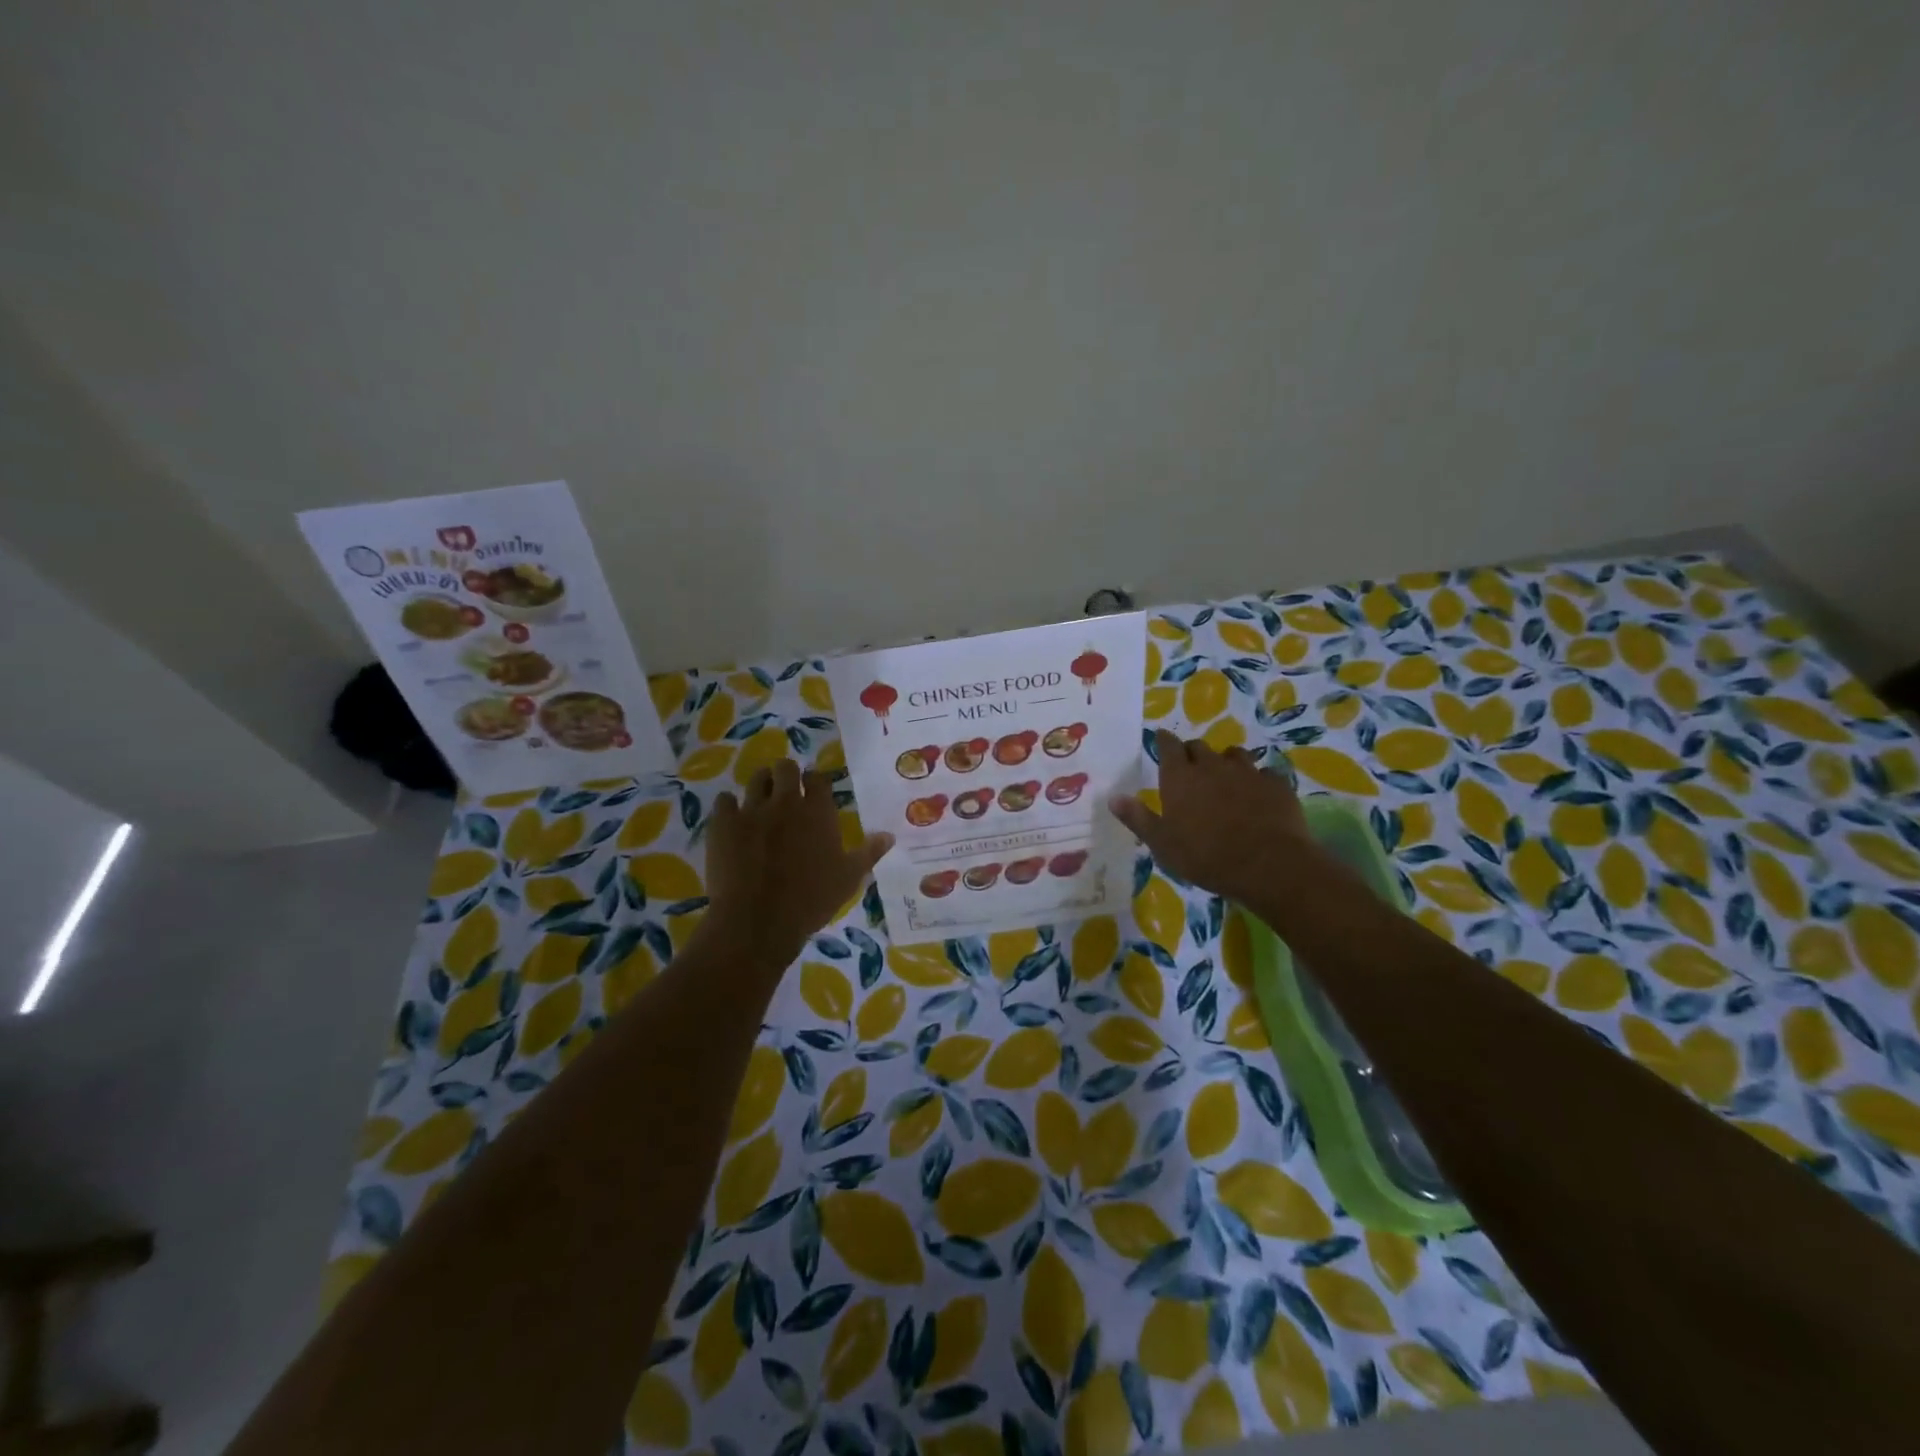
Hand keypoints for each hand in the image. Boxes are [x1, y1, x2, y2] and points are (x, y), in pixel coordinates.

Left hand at [703, 760, 893, 968]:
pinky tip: (732, 820)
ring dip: (760, 785)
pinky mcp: (723, 824)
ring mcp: (752, 810)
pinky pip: (724, 800)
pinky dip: (729, 807)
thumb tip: (889, 836)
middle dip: (785, 775)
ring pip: (755, 779)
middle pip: (785, 768)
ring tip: (761, 801)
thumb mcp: (848, 879)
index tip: (812, 792)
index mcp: (818, 811)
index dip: (814, 782)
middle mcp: (786, 802)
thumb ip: (868, 853)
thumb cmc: (810, 900)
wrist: (758, 921)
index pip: (818, 778)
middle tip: (785, 792)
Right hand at [1110, 729, 1315, 902]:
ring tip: (1225, 776)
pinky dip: (1259, 780)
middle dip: (1192, 752)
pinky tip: (1259, 793)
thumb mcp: (1162, 844)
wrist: (1268, 865)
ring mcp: (1248, 773)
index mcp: (1180, 778)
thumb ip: (1138, 818)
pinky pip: (1265, 773)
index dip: (1164, 741)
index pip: (1168, 746)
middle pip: (1199, 747)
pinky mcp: (1276, 785)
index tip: (1161, 739)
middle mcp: (1212, 766)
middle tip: (1189, 766)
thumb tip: (1113, 797)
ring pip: (1234, 754)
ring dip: (1225, 761)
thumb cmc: (1206, 857)